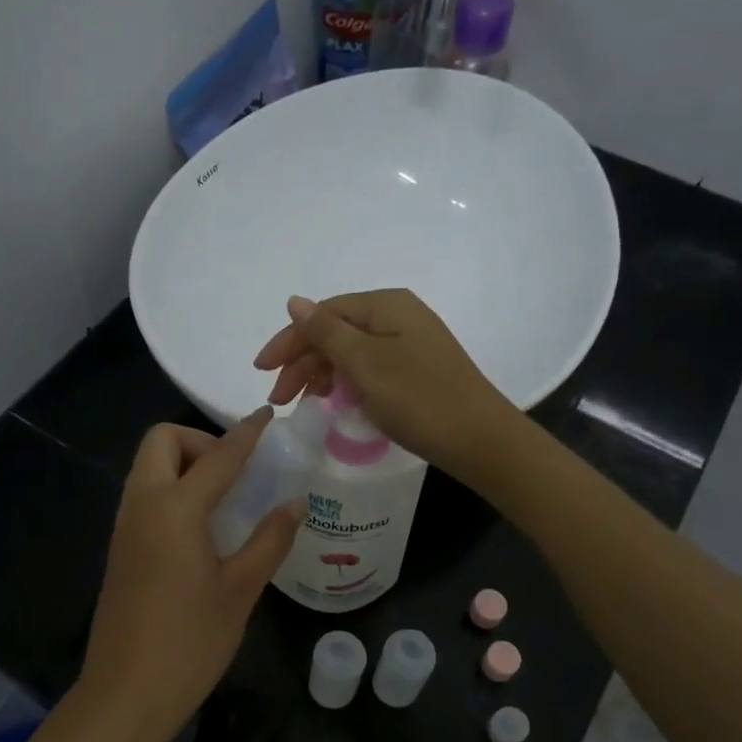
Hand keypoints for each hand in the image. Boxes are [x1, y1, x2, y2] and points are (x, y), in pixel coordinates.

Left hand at [74, 411, 302, 741]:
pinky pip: (146, 496)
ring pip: (150, 468)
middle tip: (238, 475)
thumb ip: (269, 540)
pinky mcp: (121, 549)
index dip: (246, 434)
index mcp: (174, 509)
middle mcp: (142, 506)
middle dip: (200, 442)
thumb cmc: (189, 642)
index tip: (268, 417)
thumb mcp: (240, 590)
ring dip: (185, 465)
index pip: (218, 457)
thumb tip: (294, 503)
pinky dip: (174, 491)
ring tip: (228, 500)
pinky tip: (204, 528)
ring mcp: (125, 527)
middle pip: (162, 442)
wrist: (125, 695)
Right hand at [254, 289, 519, 482]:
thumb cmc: (418, 398)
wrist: (479, 440)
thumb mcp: (365, 363)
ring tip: (305, 402)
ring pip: (351, 353)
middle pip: (336, 332)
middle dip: (303, 362)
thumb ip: (326, 332)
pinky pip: (369, 369)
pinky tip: (337, 402)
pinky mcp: (416, 371)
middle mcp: (398, 317)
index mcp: (385, 306)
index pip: (323, 314)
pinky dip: (347, 384)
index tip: (261, 371)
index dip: (289, 340)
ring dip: (322, 374)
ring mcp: (409, 344)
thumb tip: (294, 301)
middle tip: (280, 399)